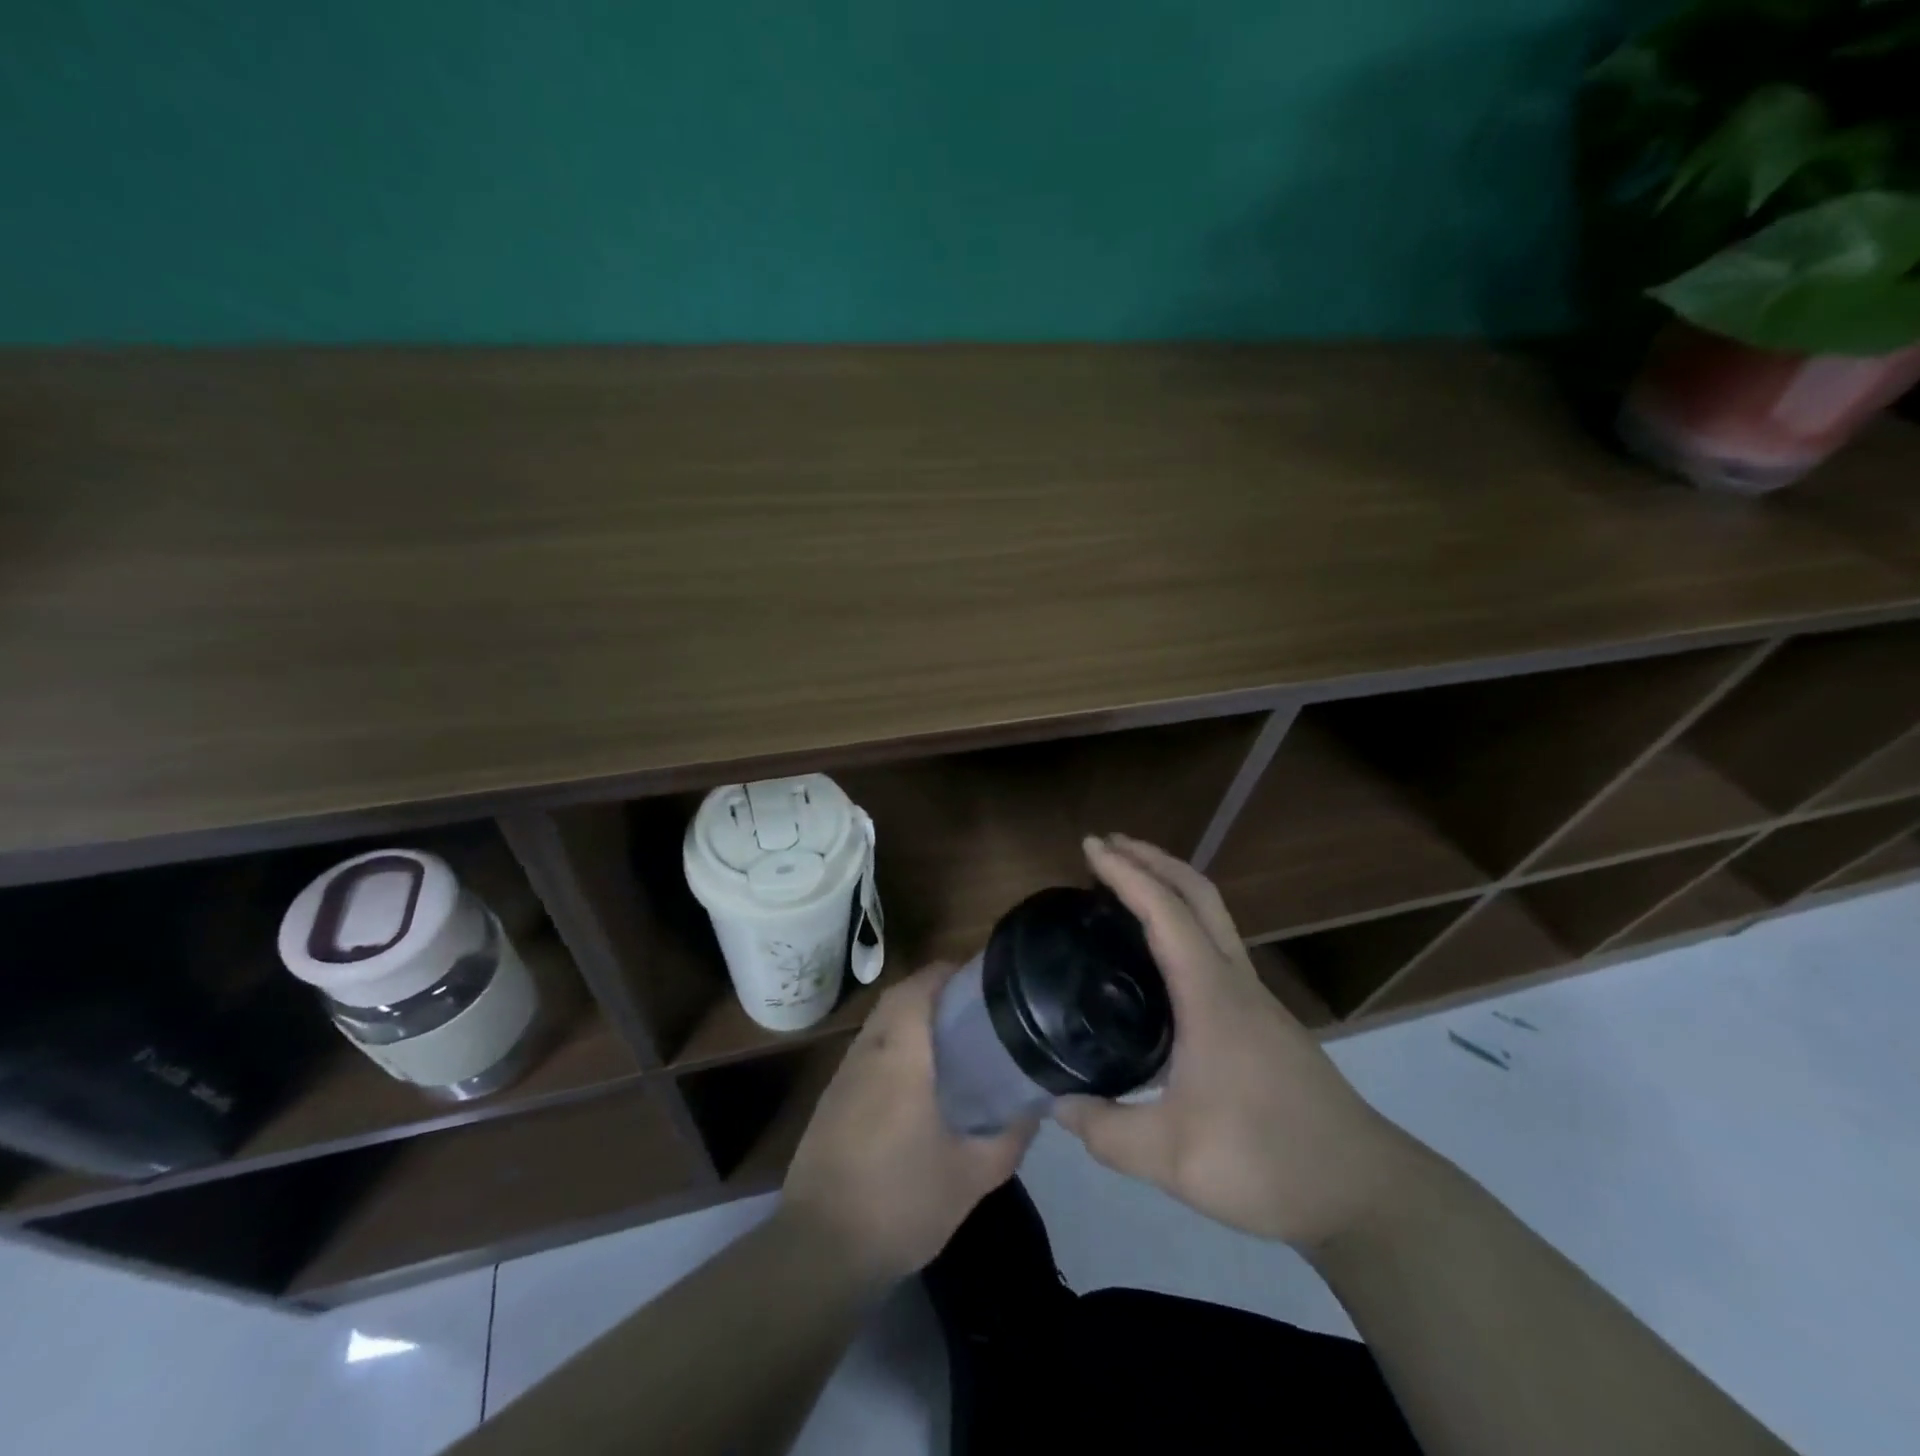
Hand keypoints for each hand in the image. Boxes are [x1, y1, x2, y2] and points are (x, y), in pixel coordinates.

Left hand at [782, 963, 1035, 1282]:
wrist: (821, 1250)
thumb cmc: (902, 1203)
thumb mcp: (972, 1177)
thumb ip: (1009, 1137)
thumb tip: (1035, 1106)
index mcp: (900, 1058)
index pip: (916, 989)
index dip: (944, 972)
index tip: (977, 975)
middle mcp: (867, 1054)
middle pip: (895, 998)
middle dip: (930, 988)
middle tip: (970, 1004)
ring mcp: (842, 1077)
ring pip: (877, 1024)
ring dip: (908, 1015)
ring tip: (949, 1035)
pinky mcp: (830, 1101)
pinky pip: (866, 1051)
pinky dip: (891, 1044)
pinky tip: (914, 1078)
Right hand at [1054, 834, 1416, 1248]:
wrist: (1364, 1192)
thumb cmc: (1266, 1161)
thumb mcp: (1171, 1158)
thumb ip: (1105, 1131)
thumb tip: (1056, 1105)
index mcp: (1211, 996)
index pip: (1165, 912)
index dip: (1126, 873)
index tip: (1091, 846)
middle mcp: (1235, 982)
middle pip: (1199, 894)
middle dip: (1153, 859)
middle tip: (1107, 846)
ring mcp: (1255, 998)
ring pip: (1213, 917)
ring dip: (1171, 887)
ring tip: (1127, 887)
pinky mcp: (1263, 1020)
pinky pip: (1216, 946)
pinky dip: (1184, 922)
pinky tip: (1160, 957)